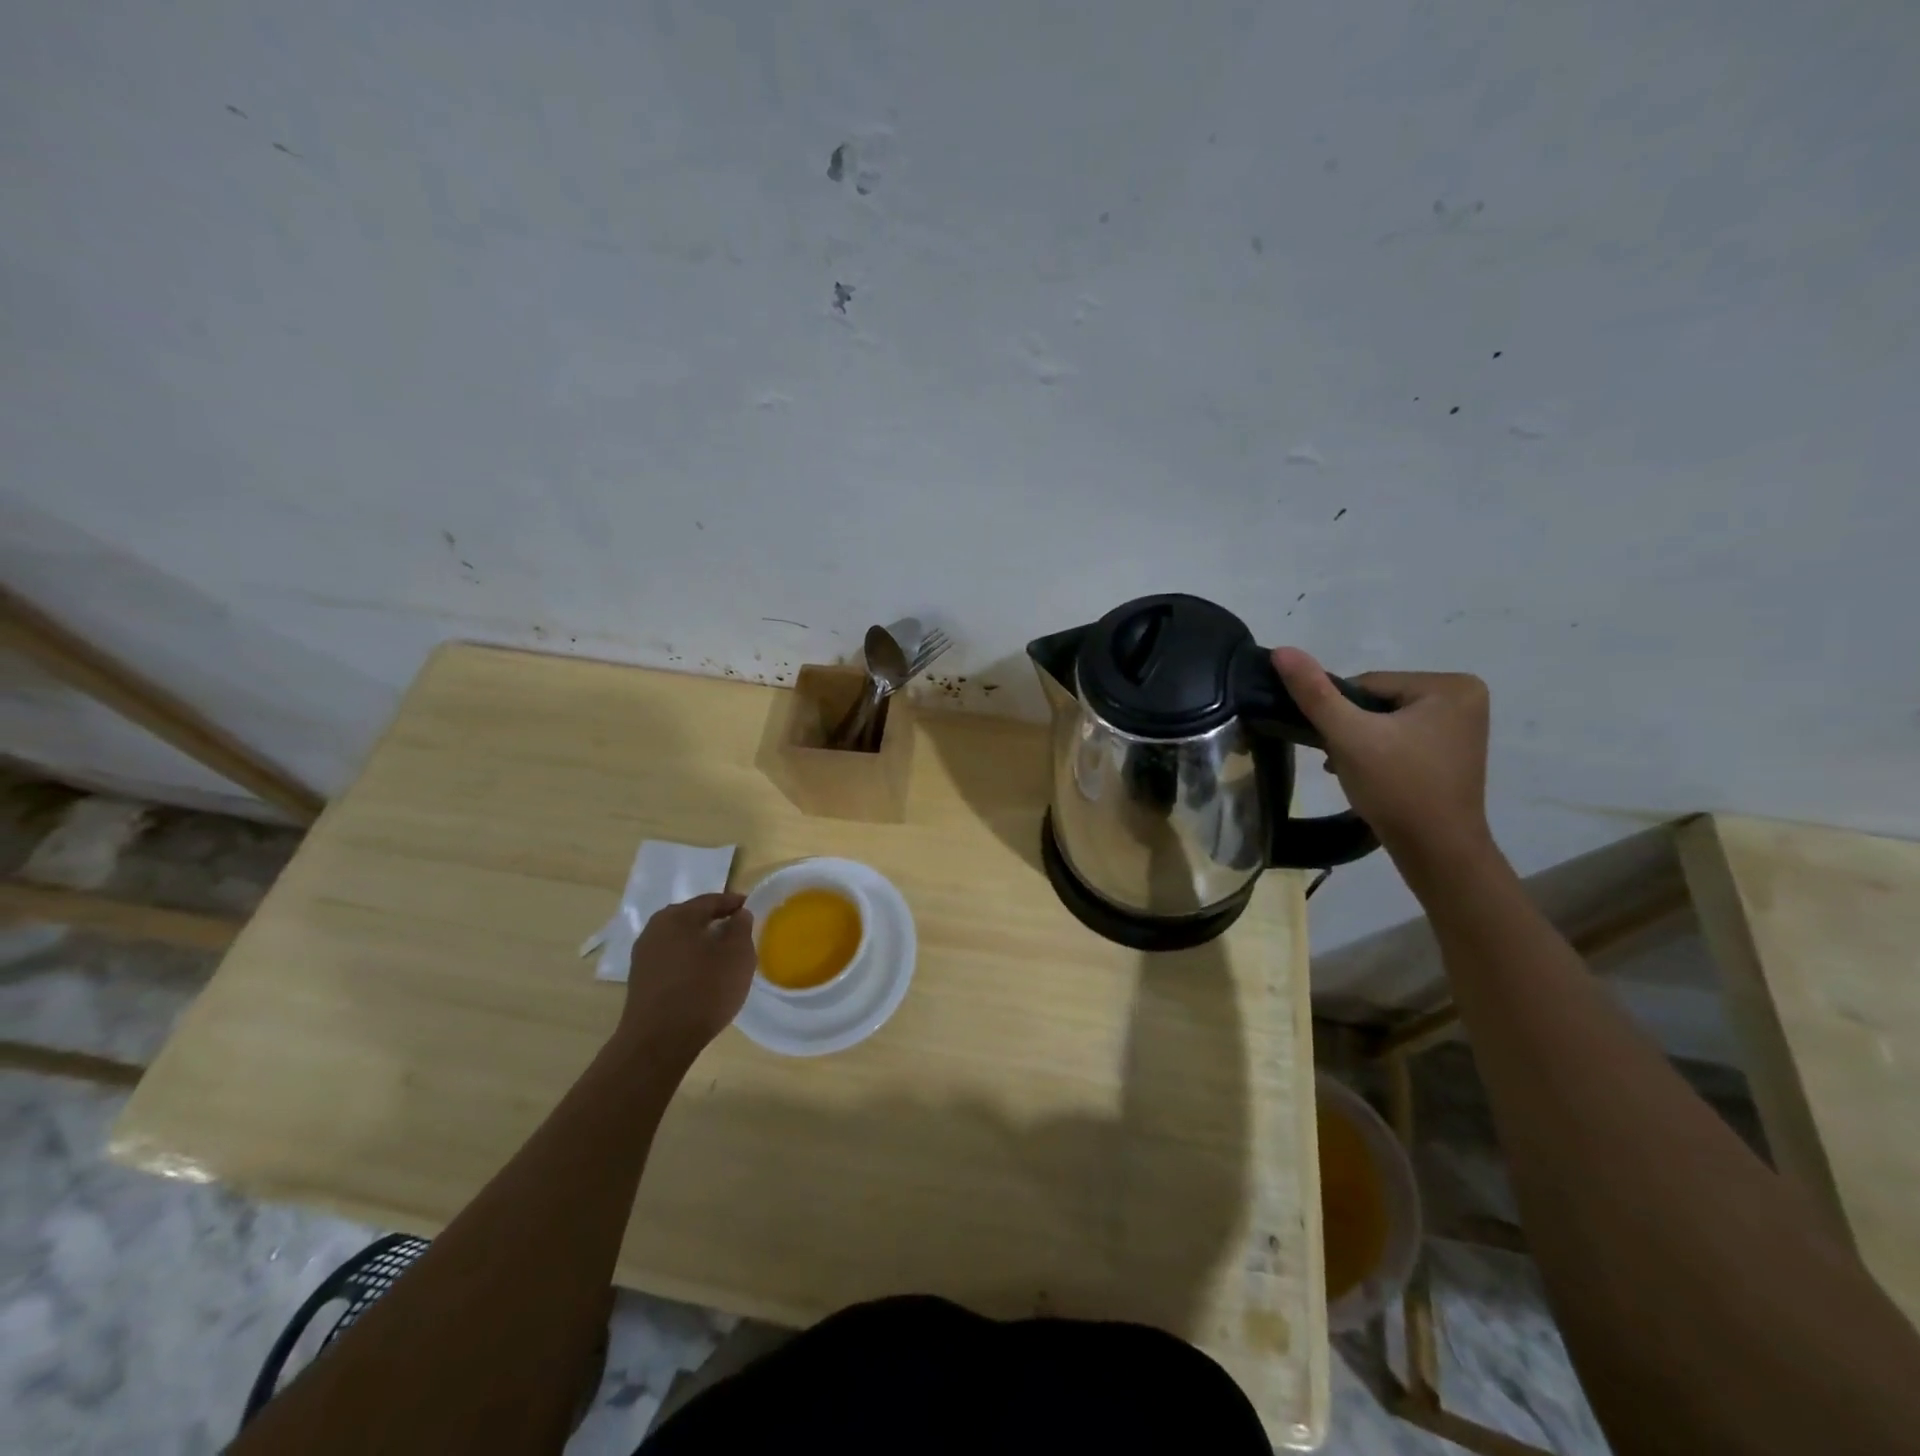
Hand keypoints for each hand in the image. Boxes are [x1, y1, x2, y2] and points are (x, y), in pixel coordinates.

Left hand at [617, 893, 754, 1067]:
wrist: (658, 1042)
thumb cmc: (704, 990)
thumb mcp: (737, 955)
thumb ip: (741, 928)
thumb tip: (738, 915)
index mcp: (677, 916)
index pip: (711, 900)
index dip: (734, 903)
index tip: (751, 908)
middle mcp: (655, 929)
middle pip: (692, 918)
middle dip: (715, 922)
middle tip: (738, 932)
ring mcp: (643, 956)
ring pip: (680, 940)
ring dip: (700, 944)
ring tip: (722, 957)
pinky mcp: (640, 981)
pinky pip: (671, 960)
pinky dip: (688, 962)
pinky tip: (702, 977)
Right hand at [1272, 647, 1492, 861]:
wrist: (1436, 852)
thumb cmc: (1397, 788)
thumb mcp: (1349, 736)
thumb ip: (1314, 692)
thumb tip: (1282, 650)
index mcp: (1450, 685)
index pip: (1368, 685)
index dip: (1340, 713)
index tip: (1335, 744)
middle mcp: (1465, 698)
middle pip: (1378, 702)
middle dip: (1351, 729)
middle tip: (1340, 761)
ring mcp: (1461, 727)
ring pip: (1385, 722)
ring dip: (1359, 743)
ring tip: (1353, 771)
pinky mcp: (1452, 752)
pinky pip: (1401, 739)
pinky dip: (1378, 754)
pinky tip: (1367, 776)